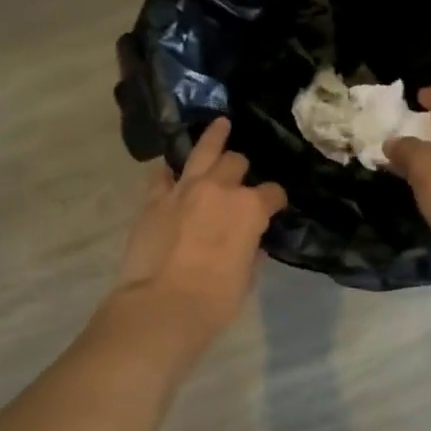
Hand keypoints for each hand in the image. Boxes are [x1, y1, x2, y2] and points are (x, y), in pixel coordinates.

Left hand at [113, 118, 286, 336]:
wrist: (162, 306)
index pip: (272, 193)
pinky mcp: (155, 199)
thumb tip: (248, 242)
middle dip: (241, 170)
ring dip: (214, 138)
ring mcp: (184, 189)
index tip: (274, 206)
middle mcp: (220, 188)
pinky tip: (170, 170)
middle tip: (239, 178)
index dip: (275, 199)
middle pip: (236, 163)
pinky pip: (161, 174)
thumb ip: (250, 250)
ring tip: (221, 124)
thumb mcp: (246, 277)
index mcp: (251, 209)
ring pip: (203, 151)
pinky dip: (168, 172)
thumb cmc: (215, 300)